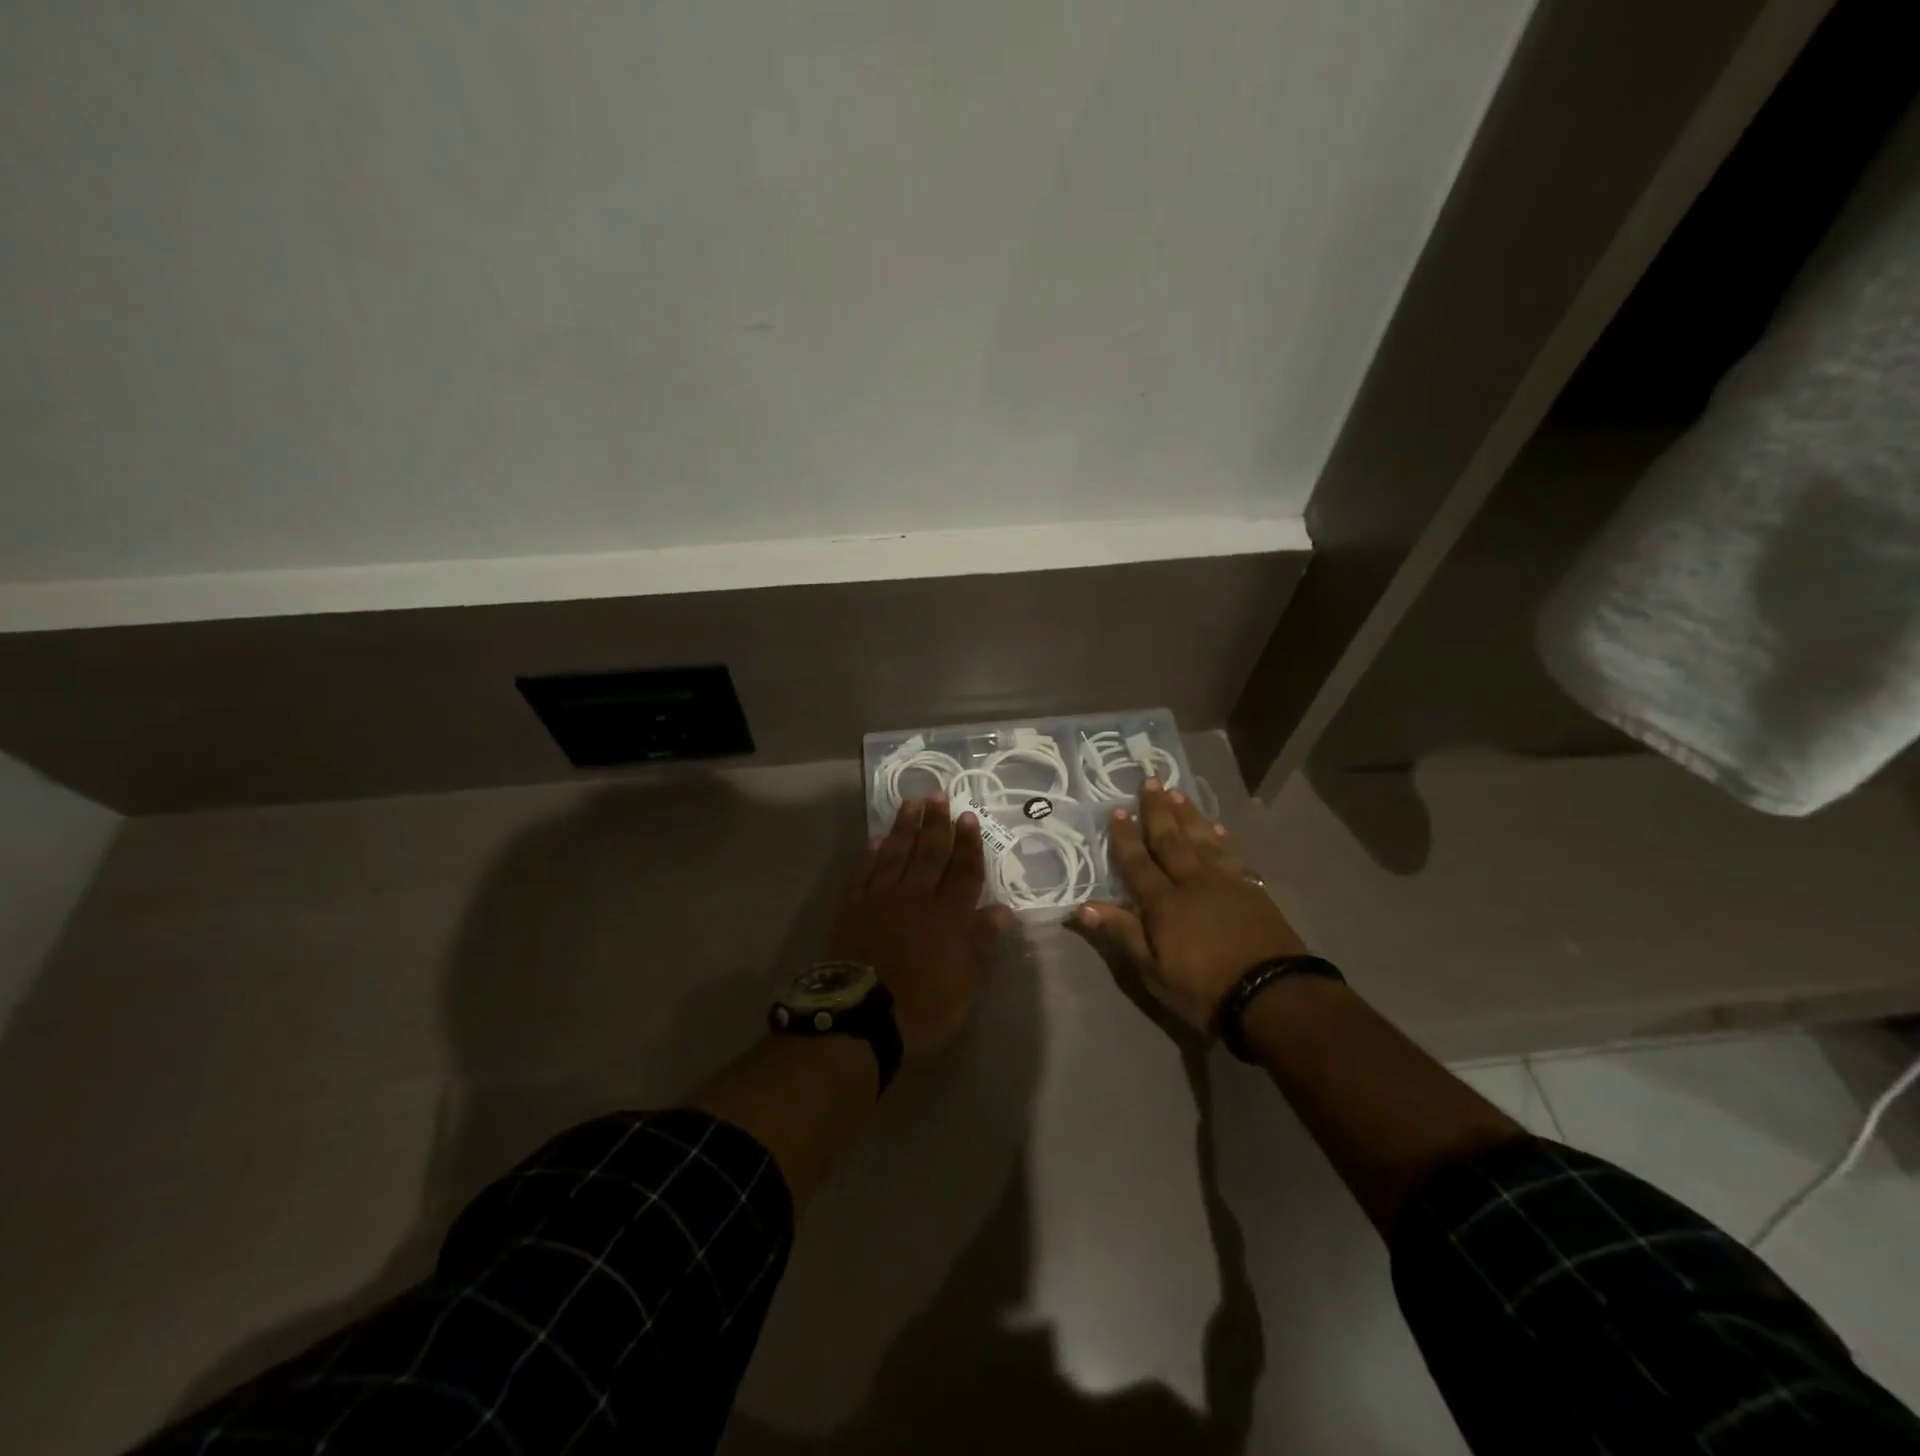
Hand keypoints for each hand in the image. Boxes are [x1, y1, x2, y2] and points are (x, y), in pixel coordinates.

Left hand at [825, 795, 1011, 1057]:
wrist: (860, 1015)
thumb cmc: (923, 1005)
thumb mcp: (966, 983)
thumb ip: (982, 942)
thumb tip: (1001, 911)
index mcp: (949, 914)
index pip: (963, 870)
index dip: (968, 843)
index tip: (968, 817)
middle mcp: (917, 896)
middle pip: (930, 852)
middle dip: (937, 823)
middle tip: (940, 795)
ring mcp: (881, 898)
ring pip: (897, 853)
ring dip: (906, 827)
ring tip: (912, 803)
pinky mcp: (852, 907)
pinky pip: (864, 872)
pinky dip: (871, 854)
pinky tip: (876, 839)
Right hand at [1070, 782, 1305, 1035]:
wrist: (1273, 994)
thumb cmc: (1204, 989)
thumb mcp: (1153, 971)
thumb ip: (1121, 934)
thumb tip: (1083, 907)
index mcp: (1163, 903)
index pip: (1138, 863)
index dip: (1125, 837)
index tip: (1116, 810)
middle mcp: (1192, 882)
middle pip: (1170, 839)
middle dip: (1157, 810)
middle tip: (1149, 781)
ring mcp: (1225, 882)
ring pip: (1201, 839)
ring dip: (1187, 814)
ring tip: (1177, 792)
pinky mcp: (1251, 889)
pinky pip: (1230, 853)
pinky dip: (1220, 837)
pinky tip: (1216, 827)